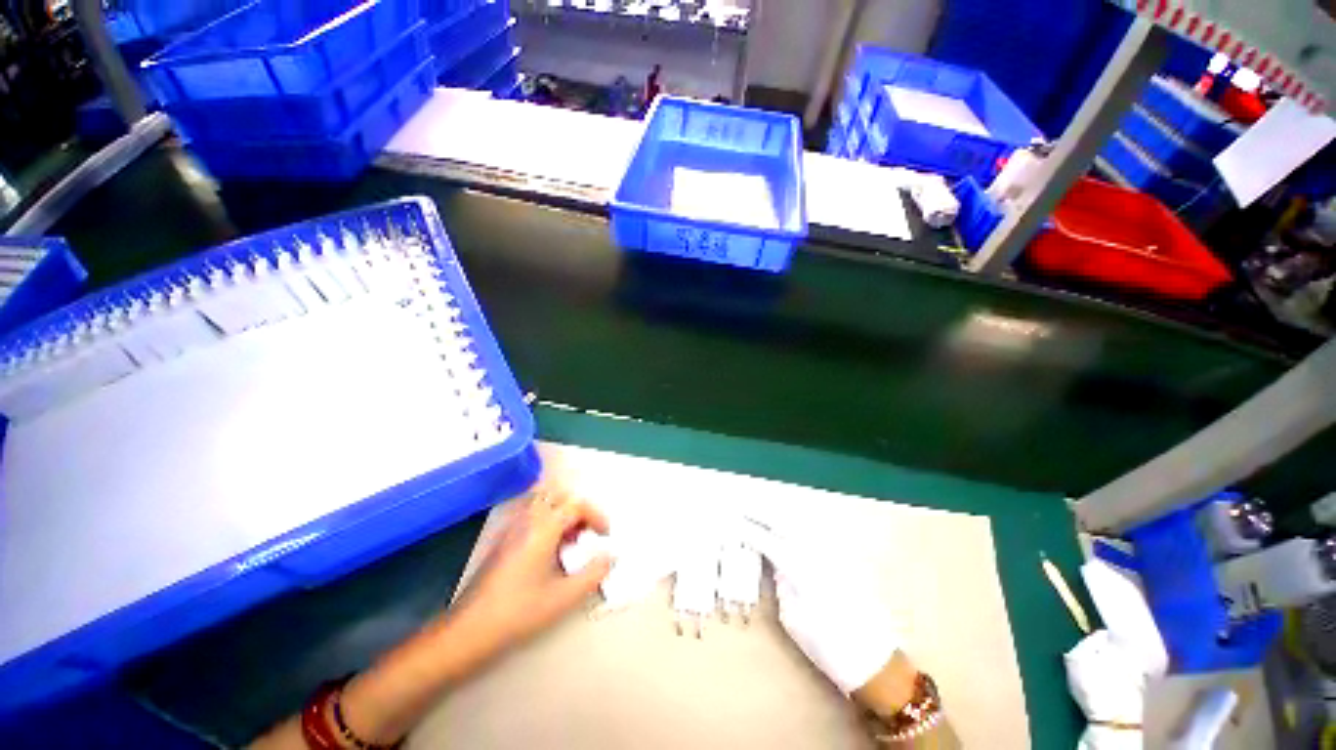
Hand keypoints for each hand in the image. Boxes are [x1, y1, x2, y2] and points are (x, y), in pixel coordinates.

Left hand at [450, 490, 613, 657]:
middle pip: (559, 495)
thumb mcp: (563, 597)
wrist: (470, 629)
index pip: (576, 504)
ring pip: (544, 501)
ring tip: (571, 538)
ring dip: (562, 512)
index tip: (604, 535)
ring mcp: (512, 526)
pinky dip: (548, 518)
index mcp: (543, 528)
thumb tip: (610, 556)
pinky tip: (549, 547)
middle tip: (588, 533)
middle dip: (579, 509)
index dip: (595, 515)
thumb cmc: (519, 612)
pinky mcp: (503, 537)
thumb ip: (593, 574)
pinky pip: (531, 513)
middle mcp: (527, 519)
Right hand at [740, 520, 901, 697]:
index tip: (732, 520)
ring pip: (801, 521)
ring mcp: (833, 552)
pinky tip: (789, 522)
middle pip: (784, 522)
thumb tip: (777, 565)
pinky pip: (816, 530)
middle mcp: (817, 553)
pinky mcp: (845, 557)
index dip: (748, 529)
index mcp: (801, 570)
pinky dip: (798, 522)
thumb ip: (782, 585)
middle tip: (742, 505)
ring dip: (778, 512)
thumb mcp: (793, 620)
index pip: (768, 541)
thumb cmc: (829, 648)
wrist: (876, 660)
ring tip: (760, 507)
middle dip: (761, 511)